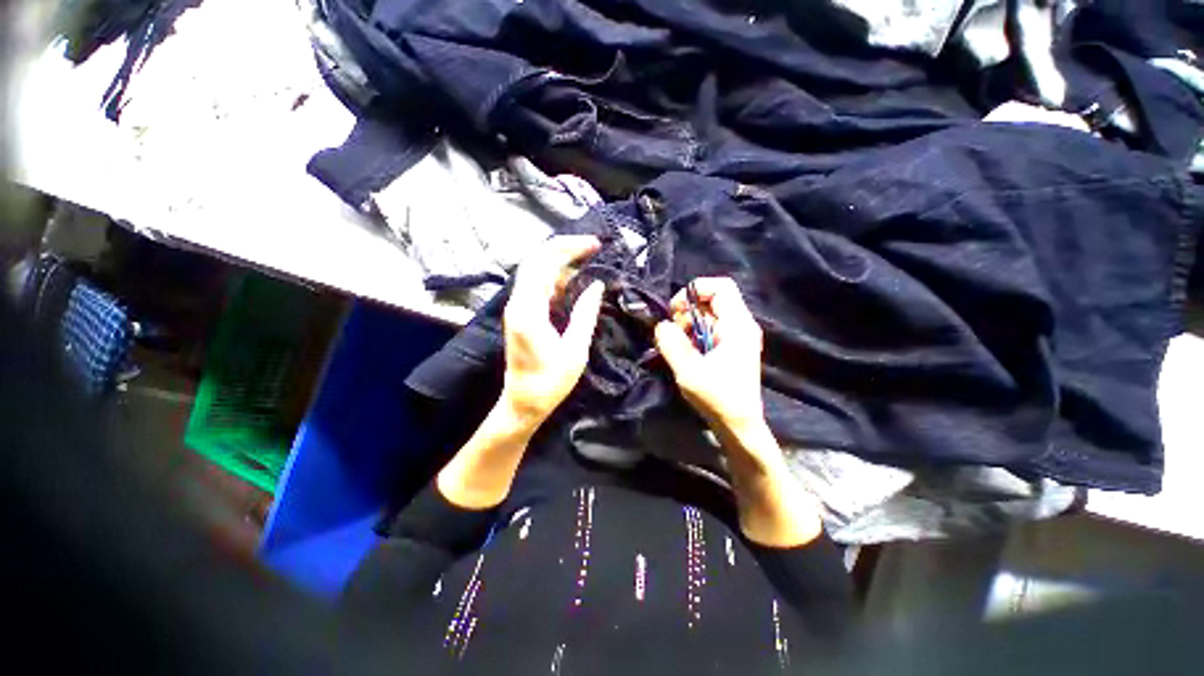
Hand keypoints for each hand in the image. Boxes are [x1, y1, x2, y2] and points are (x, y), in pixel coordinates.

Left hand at [500, 235, 604, 429]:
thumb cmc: (550, 382)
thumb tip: (597, 285)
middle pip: (536, 260)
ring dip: (561, 262)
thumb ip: (585, 314)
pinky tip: (574, 281)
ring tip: (588, 261)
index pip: (544, 264)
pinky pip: (537, 285)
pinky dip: (556, 277)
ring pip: (536, 271)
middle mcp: (518, 303)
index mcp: (529, 311)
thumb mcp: (575, 351)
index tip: (594, 245)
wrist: (523, 402)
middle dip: (565, 248)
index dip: (569, 249)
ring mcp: (517, 308)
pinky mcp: (521, 314)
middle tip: (593, 247)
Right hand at [654, 277, 767, 443]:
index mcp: (738, 326)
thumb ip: (672, 343)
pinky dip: (693, 336)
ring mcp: (737, 337)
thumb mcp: (689, 371)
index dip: (696, 290)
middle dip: (686, 313)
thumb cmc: (718, 399)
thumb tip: (662, 325)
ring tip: (679, 348)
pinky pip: (708, 330)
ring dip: (687, 327)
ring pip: (707, 317)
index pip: (721, 287)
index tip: (676, 310)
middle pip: (711, 301)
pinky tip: (687, 354)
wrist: (739, 425)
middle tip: (673, 334)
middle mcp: (741, 326)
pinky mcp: (731, 348)